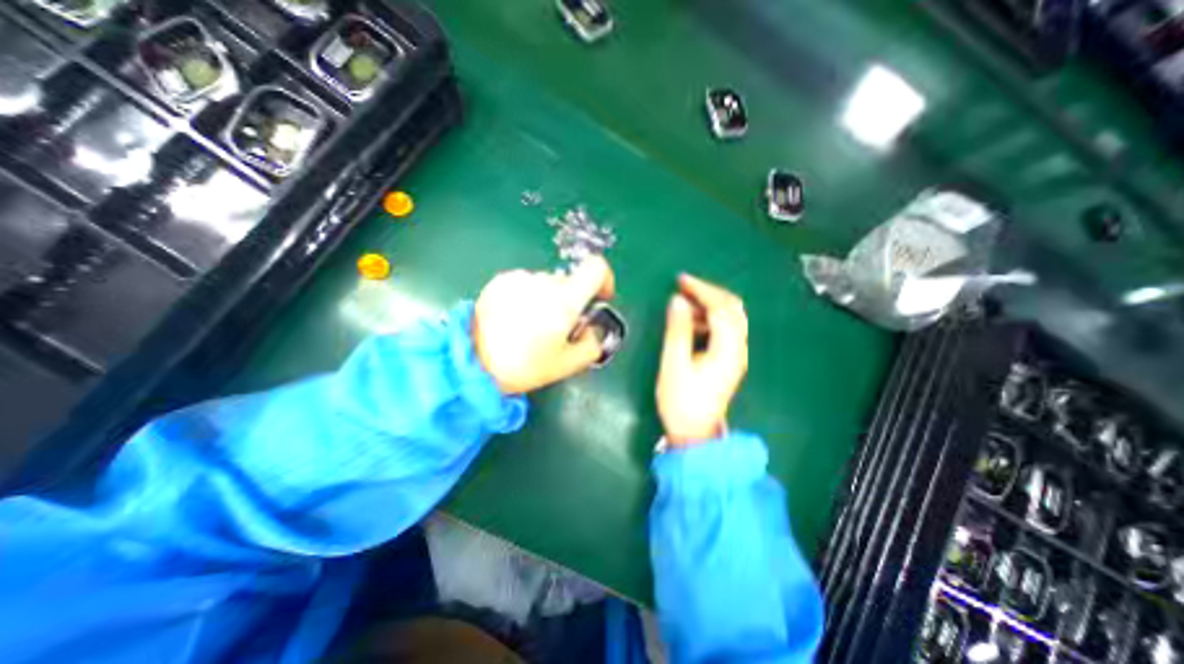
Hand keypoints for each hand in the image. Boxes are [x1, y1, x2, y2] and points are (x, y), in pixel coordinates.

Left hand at [476, 254, 615, 393]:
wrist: (472, 363)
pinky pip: (526, 284)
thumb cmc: (524, 366)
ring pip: (548, 284)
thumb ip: (592, 344)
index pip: (597, 268)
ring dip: (548, 300)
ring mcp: (519, 278)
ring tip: (531, 327)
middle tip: (558, 329)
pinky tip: (514, 319)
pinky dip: (528, 297)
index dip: (605, 280)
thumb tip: (592, 329)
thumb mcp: (568, 364)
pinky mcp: (500, 281)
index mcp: (565, 299)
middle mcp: (543, 281)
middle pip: (570, 282)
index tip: (599, 299)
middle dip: (571, 302)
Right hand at [656, 273, 748, 449]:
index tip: (680, 280)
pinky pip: (725, 329)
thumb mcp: (673, 364)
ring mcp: (736, 354)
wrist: (695, 434)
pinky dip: (710, 318)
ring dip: (709, 304)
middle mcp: (738, 348)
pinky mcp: (729, 359)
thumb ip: (677, 330)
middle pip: (732, 308)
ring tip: (684, 303)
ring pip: (730, 317)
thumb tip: (678, 300)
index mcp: (727, 349)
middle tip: (683, 285)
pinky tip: (692, 322)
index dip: (701, 290)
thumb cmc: (681, 401)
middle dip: (709, 292)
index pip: (720, 308)